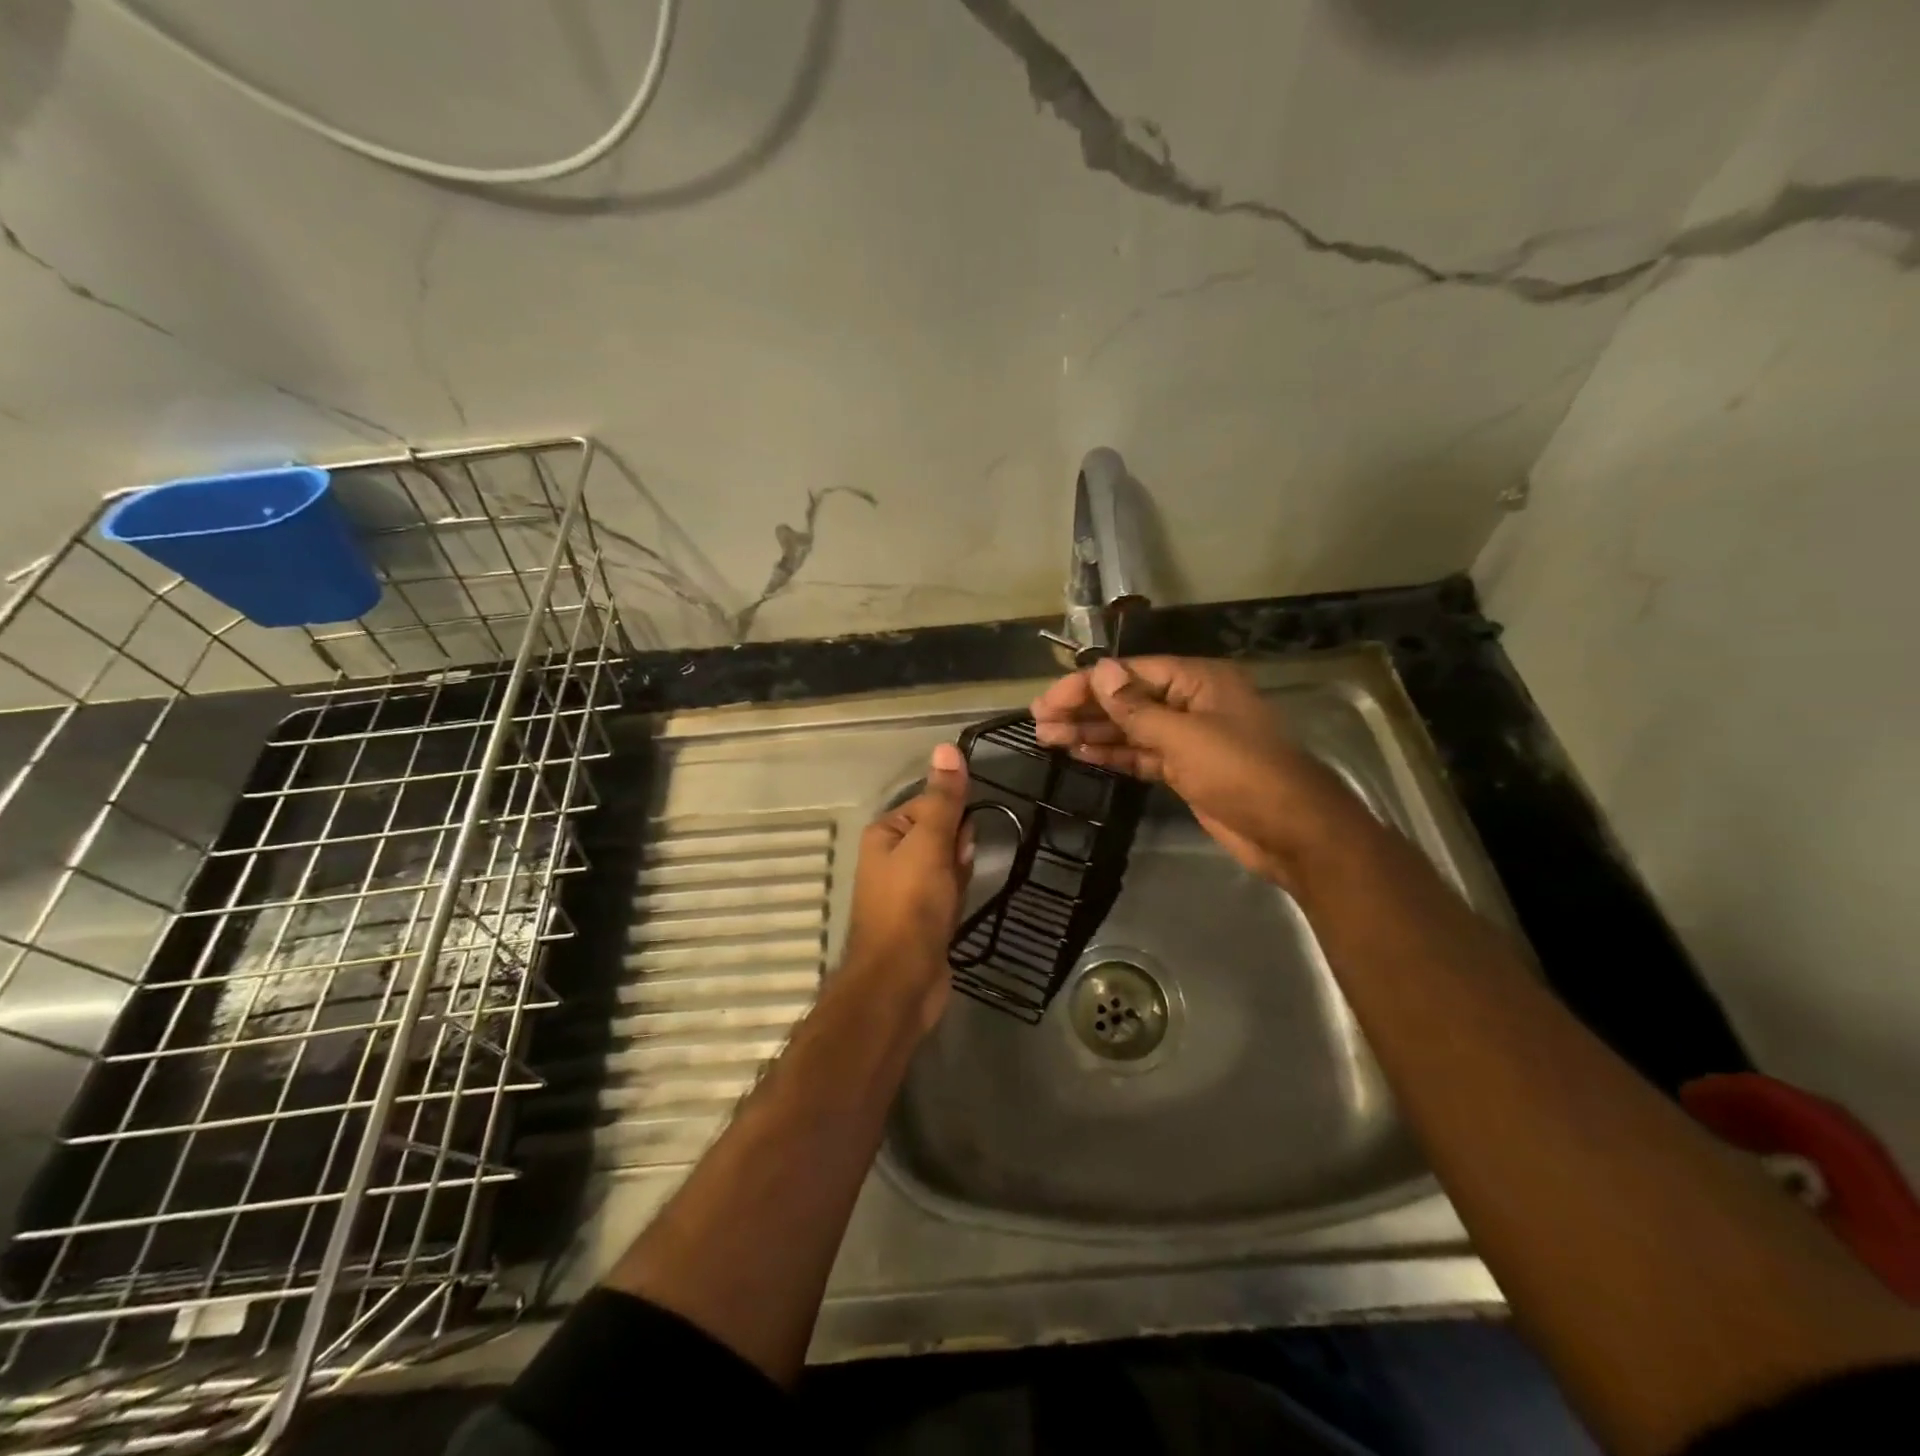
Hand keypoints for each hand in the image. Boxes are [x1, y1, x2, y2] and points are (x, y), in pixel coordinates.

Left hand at [839, 742, 972, 1032]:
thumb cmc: (911, 905)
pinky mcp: (922, 918)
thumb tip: (948, 747)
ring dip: (959, 872)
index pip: (928, 804)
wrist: (901, 981)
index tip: (961, 837)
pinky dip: (957, 895)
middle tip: (957, 868)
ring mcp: (906, 890)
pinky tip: (958, 908)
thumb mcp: (929, 843)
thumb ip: (943, 798)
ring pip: (946, 864)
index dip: (952, 816)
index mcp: (885, 834)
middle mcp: (890, 858)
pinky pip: (947, 892)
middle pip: (939, 833)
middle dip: (957, 846)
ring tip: (957, 891)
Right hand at [1030, 657, 1347, 889]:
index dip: (1087, 685)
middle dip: (1084, 709)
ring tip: (1048, 738)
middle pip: (1127, 700)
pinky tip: (1080, 754)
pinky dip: (1113, 754)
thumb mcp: (1185, 737)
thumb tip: (1099, 670)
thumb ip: (1136, 707)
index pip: (1131, 674)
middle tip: (1039, 721)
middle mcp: (1191, 703)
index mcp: (1198, 681)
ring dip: (1092, 733)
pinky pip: (1142, 755)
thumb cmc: (1242, 773)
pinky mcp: (1185, 770)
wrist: (1292, 833)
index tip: (1049, 699)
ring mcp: (1189, 738)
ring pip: (1131, 730)